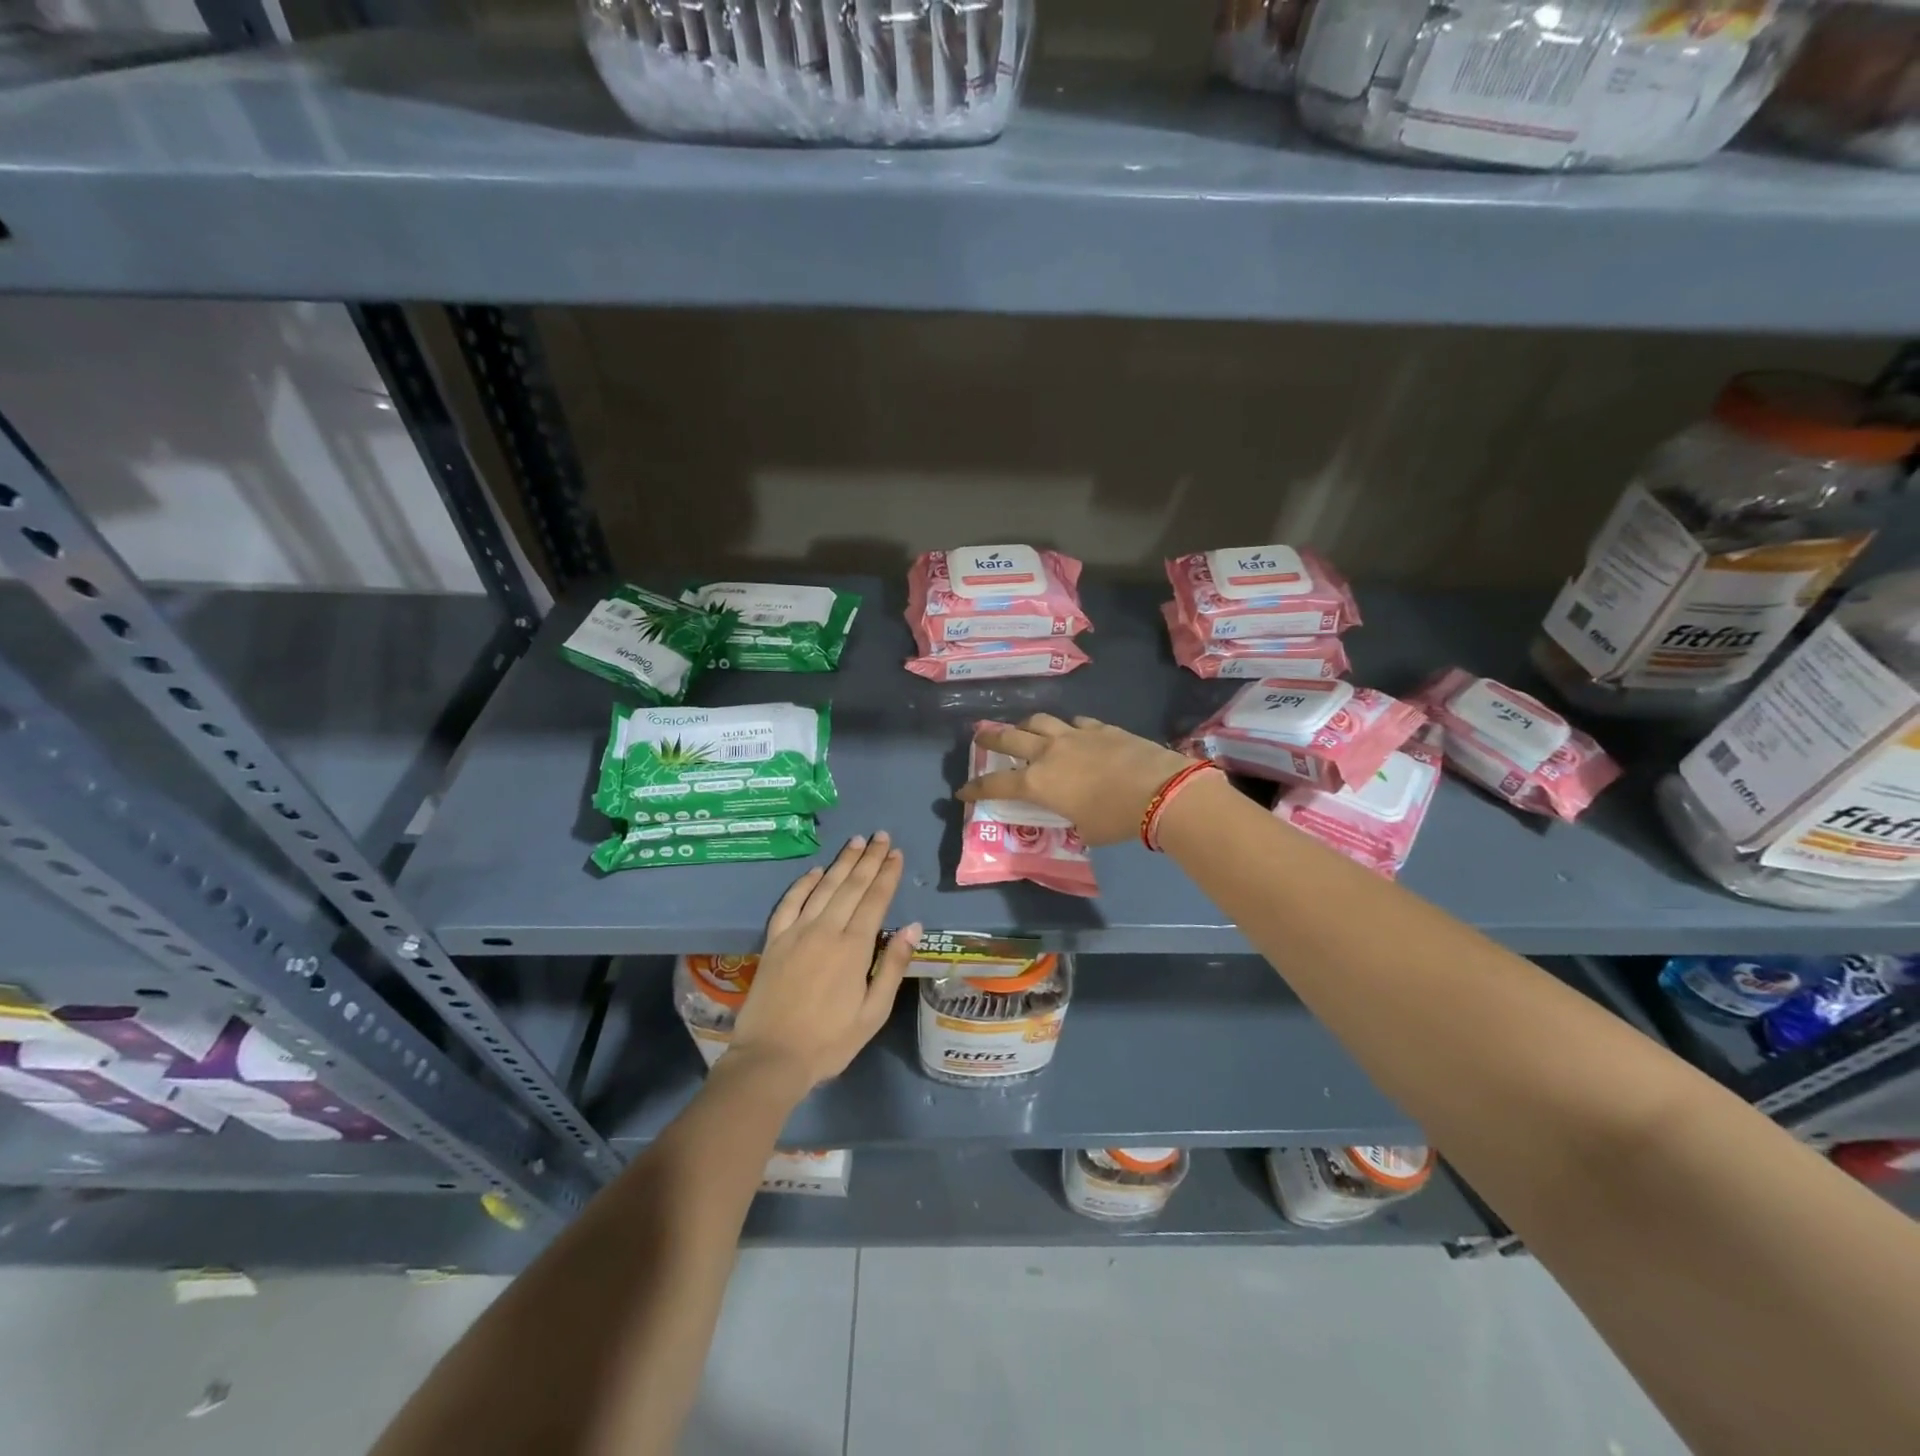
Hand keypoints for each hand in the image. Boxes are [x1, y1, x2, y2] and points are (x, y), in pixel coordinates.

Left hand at [725, 834, 919, 1090]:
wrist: (771, 1058)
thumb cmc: (830, 1041)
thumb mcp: (873, 1012)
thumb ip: (892, 966)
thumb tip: (913, 926)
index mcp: (854, 947)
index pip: (875, 899)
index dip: (887, 874)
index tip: (897, 853)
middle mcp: (826, 929)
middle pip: (851, 886)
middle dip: (869, 859)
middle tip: (881, 836)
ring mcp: (796, 932)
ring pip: (823, 887)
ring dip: (841, 863)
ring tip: (856, 842)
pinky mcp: (774, 941)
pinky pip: (789, 903)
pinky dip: (803, 884)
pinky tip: (815, 871)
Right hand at [955, 714, 1192, 845]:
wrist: (1159, 790)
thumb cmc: (1116, 818)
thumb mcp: (1084, 829)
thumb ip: (1071, 817)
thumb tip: (1074, 814)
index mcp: (1038, 783)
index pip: (995, 784)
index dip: (976, 788)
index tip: (962, 790)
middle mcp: (1048, 753)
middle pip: (1009, 738)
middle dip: (990, 738)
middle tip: (981, 737)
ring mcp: (1074, 735)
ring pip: (1039, 721)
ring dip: (1026, 726)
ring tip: (1024, 730)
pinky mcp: (1100, 727)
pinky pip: (1076, 722)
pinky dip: (1068, 728)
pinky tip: (1073, 732)